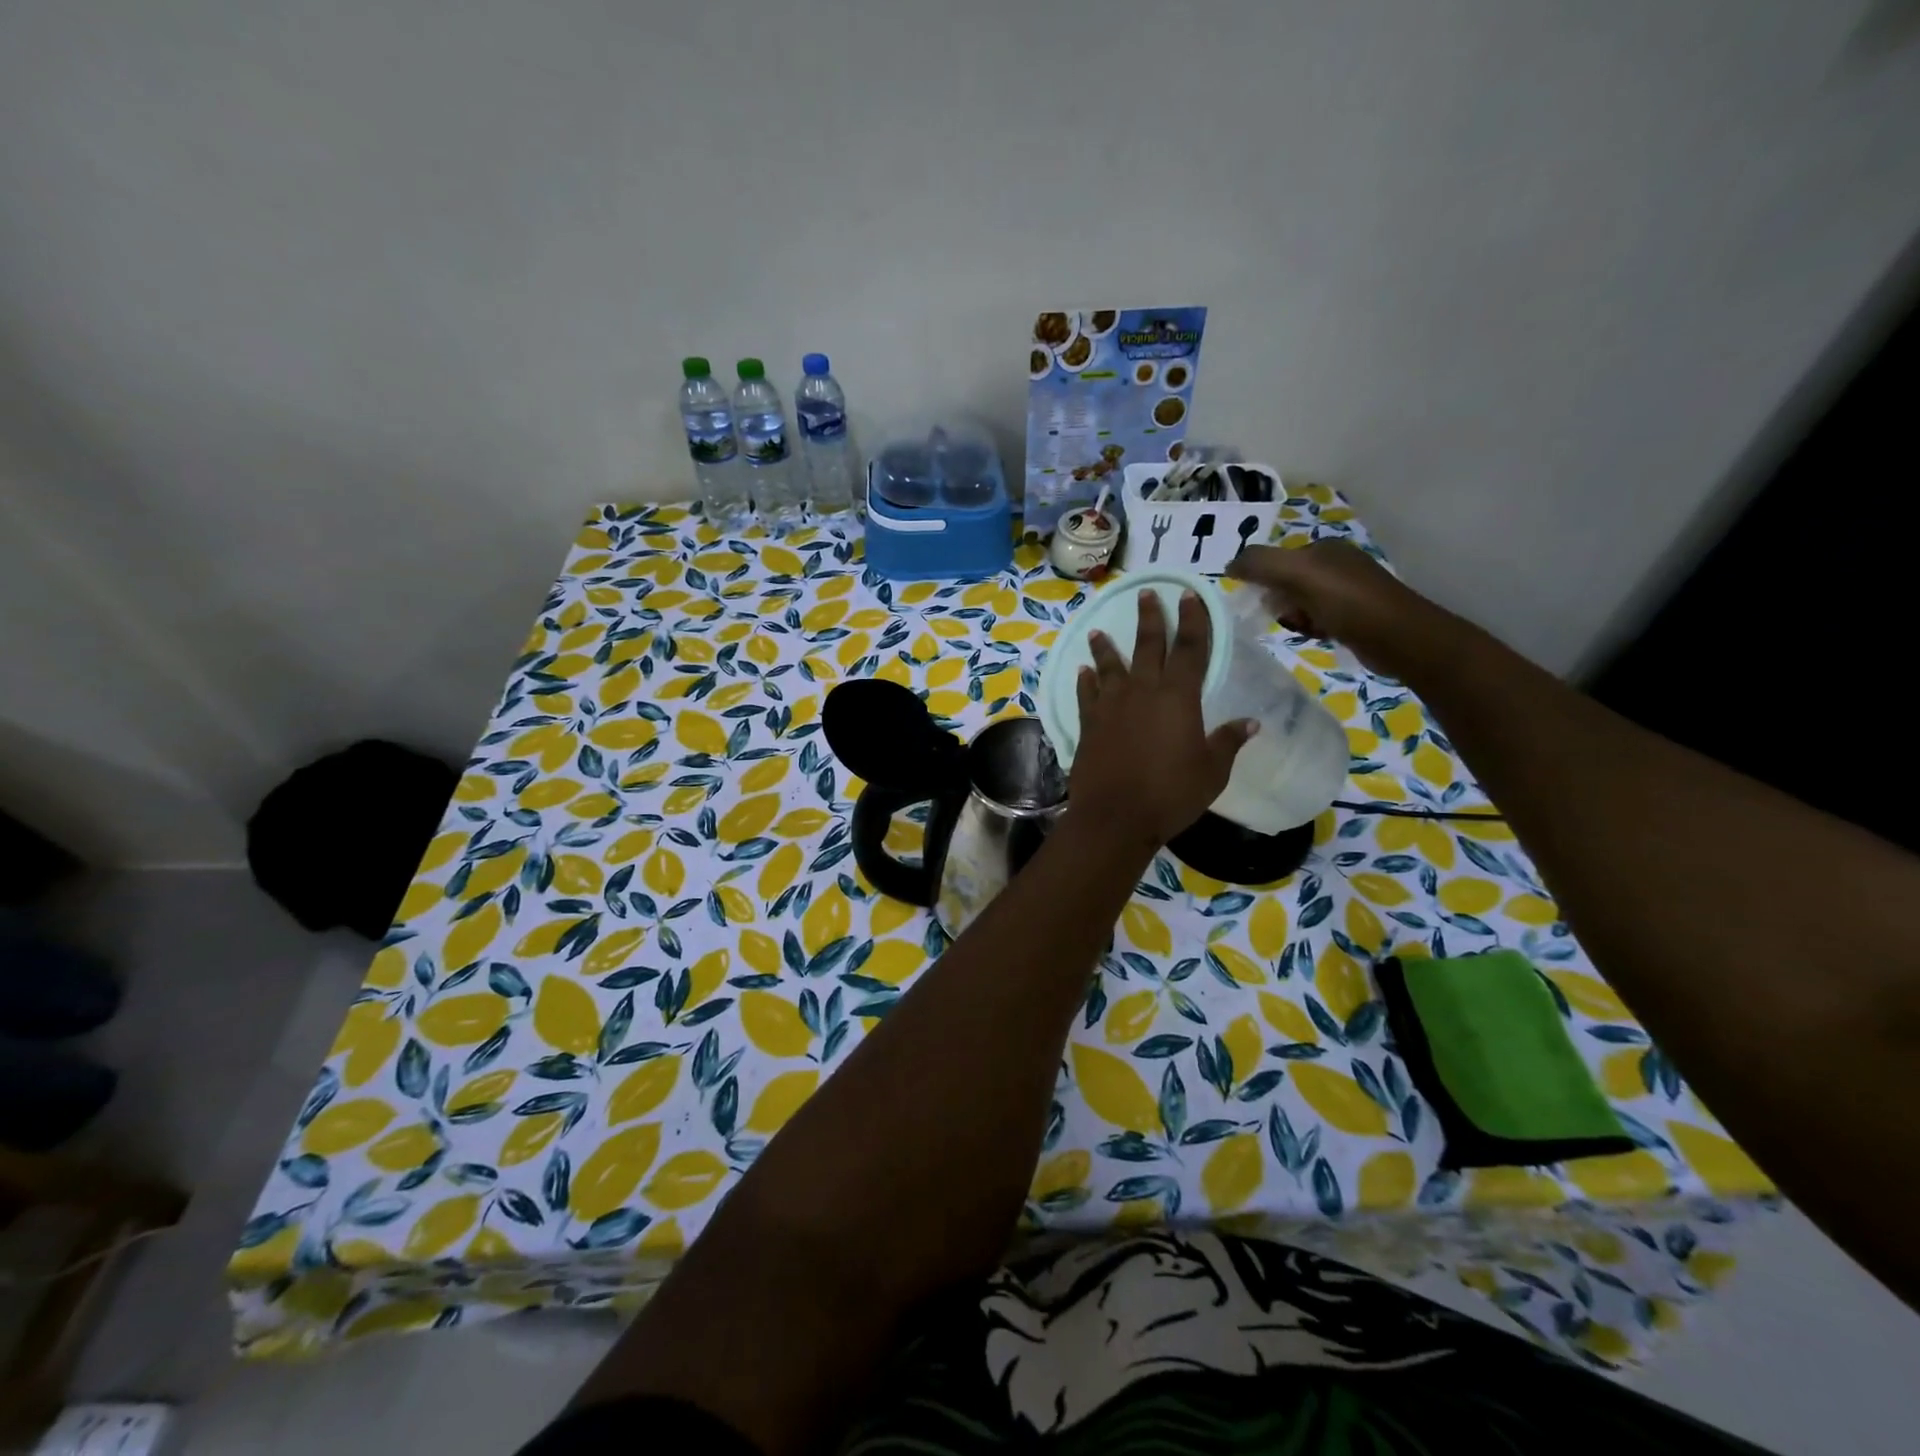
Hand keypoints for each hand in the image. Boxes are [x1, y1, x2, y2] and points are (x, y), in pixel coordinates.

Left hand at [1070, 591, 1255, 848]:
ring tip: (1098, 631)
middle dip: (1149, 618)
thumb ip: (1228, 742)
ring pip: (1109, 665)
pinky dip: (1085, 680)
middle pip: (1148, 646)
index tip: (1190, 595)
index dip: (1193, 620)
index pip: (1191, 649)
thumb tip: (1251, 722)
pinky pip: (1086, 694)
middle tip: (1145, 593)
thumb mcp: (1212, 771)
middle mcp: (1143, 691)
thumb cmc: (1171, 794)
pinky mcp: (1088, 724)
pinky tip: (1082, 671)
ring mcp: (1111, 706)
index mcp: (1179, 697)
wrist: (1115, 816)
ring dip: (1105, 646)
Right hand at [1226, 541, 1452, 675]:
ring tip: (1301, 629)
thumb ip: (1260, 563)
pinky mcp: (1355, 616)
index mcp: (1324, 548)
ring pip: (1300, 603)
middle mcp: (1336, 564)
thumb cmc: (1347, 602)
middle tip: (1284, 618)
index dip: (1263, 580)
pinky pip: (1317, 619)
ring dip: (1293, 617)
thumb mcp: (1298, 574)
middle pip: (1286, 582)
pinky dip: (1310, 628)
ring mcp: (1348, 590)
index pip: (1277, 559)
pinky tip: (1315, 636)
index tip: (1259, 602)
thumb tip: (1229, 565)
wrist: (1398, 637)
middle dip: (1278, 601)